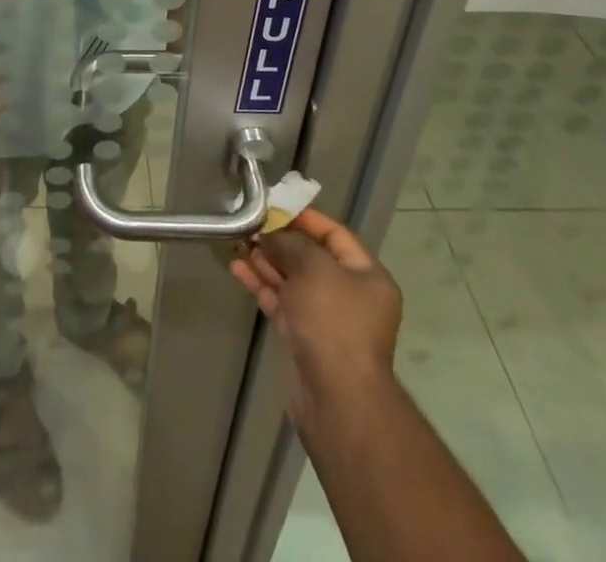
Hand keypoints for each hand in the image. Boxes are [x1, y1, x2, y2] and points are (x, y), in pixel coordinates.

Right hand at [229, 210, 403, 438]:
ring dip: (267, 261)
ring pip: (293, 281)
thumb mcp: (314, 267)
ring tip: (239, 242)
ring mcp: (327, 320)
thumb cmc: (333, 322)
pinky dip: (262, 286)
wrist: (337, 399)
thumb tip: (272, 235)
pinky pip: (282, 303)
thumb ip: (291, 243)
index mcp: (367, 276)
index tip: (274, 207)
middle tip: (250, 225)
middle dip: (280, 240)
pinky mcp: (305, 339)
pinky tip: (238, 268)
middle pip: (312, 257)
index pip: (335, 234)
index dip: (305, 218)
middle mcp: (351, 296)